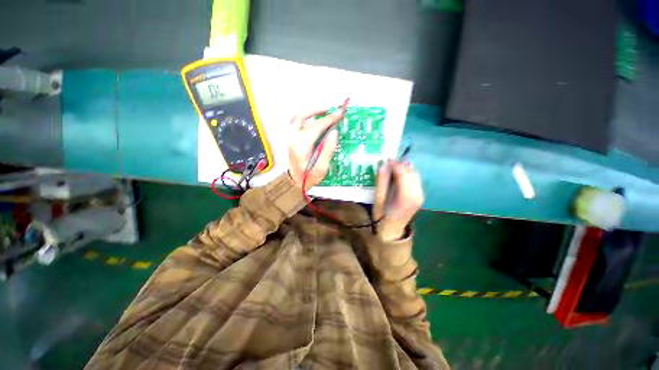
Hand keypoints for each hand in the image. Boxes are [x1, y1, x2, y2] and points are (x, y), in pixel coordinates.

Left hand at [288, 109, 342, 189]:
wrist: (294, 181)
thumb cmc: (308, 177)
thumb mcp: (321, 168)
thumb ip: (328, 151)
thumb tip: (334, 133)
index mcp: (302, 147)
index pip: (316, 126)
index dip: (329, 119)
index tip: (340, 113)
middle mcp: (293, 139)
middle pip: (305, 117)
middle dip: (320, 111)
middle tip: (332, 111)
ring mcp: (290, 137)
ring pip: (298, 116)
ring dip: (311, 111)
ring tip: (323, 111)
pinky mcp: (290, 138)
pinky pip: (294, 120)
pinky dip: (303, 115)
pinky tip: (311, 117)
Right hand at [374, 161, 424, 241]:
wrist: (392, 231)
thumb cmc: (382, 216)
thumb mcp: (378, 199)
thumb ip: (381, 181)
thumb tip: (384, 165)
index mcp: (405, 197)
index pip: (403, 174)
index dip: (395, 164)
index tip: (386, 159)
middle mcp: (417, 195)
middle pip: (411, 172)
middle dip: (400, 165)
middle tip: (388, 162)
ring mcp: (420, 195)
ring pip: (415, 174)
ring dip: (405, 168)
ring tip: (392, 168)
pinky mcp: (420, 195)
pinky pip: (416, 179)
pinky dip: (408, 174)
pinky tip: (399, 175)